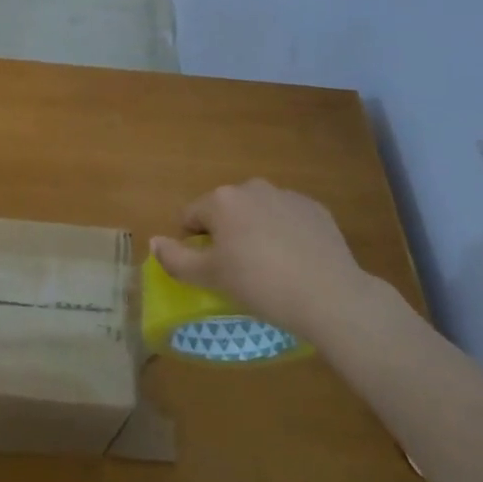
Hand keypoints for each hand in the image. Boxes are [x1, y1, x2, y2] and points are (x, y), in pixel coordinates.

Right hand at [150, 180, 373, 340]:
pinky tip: (296, 261)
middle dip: (226, 234)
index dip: (193, 243)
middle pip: (225, 210)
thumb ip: (176, 258)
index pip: (191, 216)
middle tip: (238, 270)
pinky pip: (288, 218)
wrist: (329, 294)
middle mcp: (251, 187)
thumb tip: (154, 241)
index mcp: (222, 200)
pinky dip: (285, 234)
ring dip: (255, 231)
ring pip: (257, 212)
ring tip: (270, 267)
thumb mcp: (210, 277)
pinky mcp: (315, 208)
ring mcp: (286, 195)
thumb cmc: (259, 284)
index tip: (209, 269)